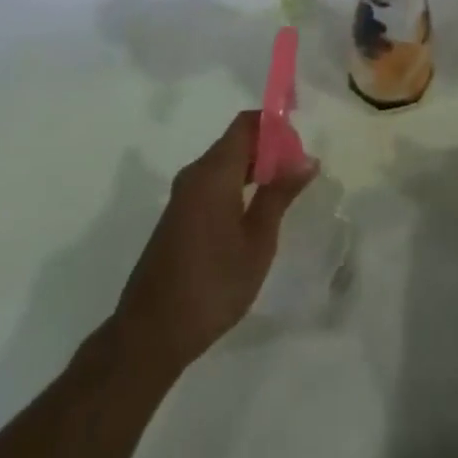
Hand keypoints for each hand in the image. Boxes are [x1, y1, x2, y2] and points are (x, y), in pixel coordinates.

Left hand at [111, 111, 317, 370]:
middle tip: (298, 174)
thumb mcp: (257, 241)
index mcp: (214, 172)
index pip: (246, 124)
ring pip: (225, 162)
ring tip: (283, 193)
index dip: (275, 125)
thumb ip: (279, 195)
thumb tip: (307, 159)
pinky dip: (238, 184)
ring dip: (255, 168)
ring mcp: (183, 195)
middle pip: (236, 140)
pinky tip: (254, 213)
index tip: (301, 146)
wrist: (151, 333)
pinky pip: (213, 182)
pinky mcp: (178, 215)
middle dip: (270, 148)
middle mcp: (195, 174)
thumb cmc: (213, 285)